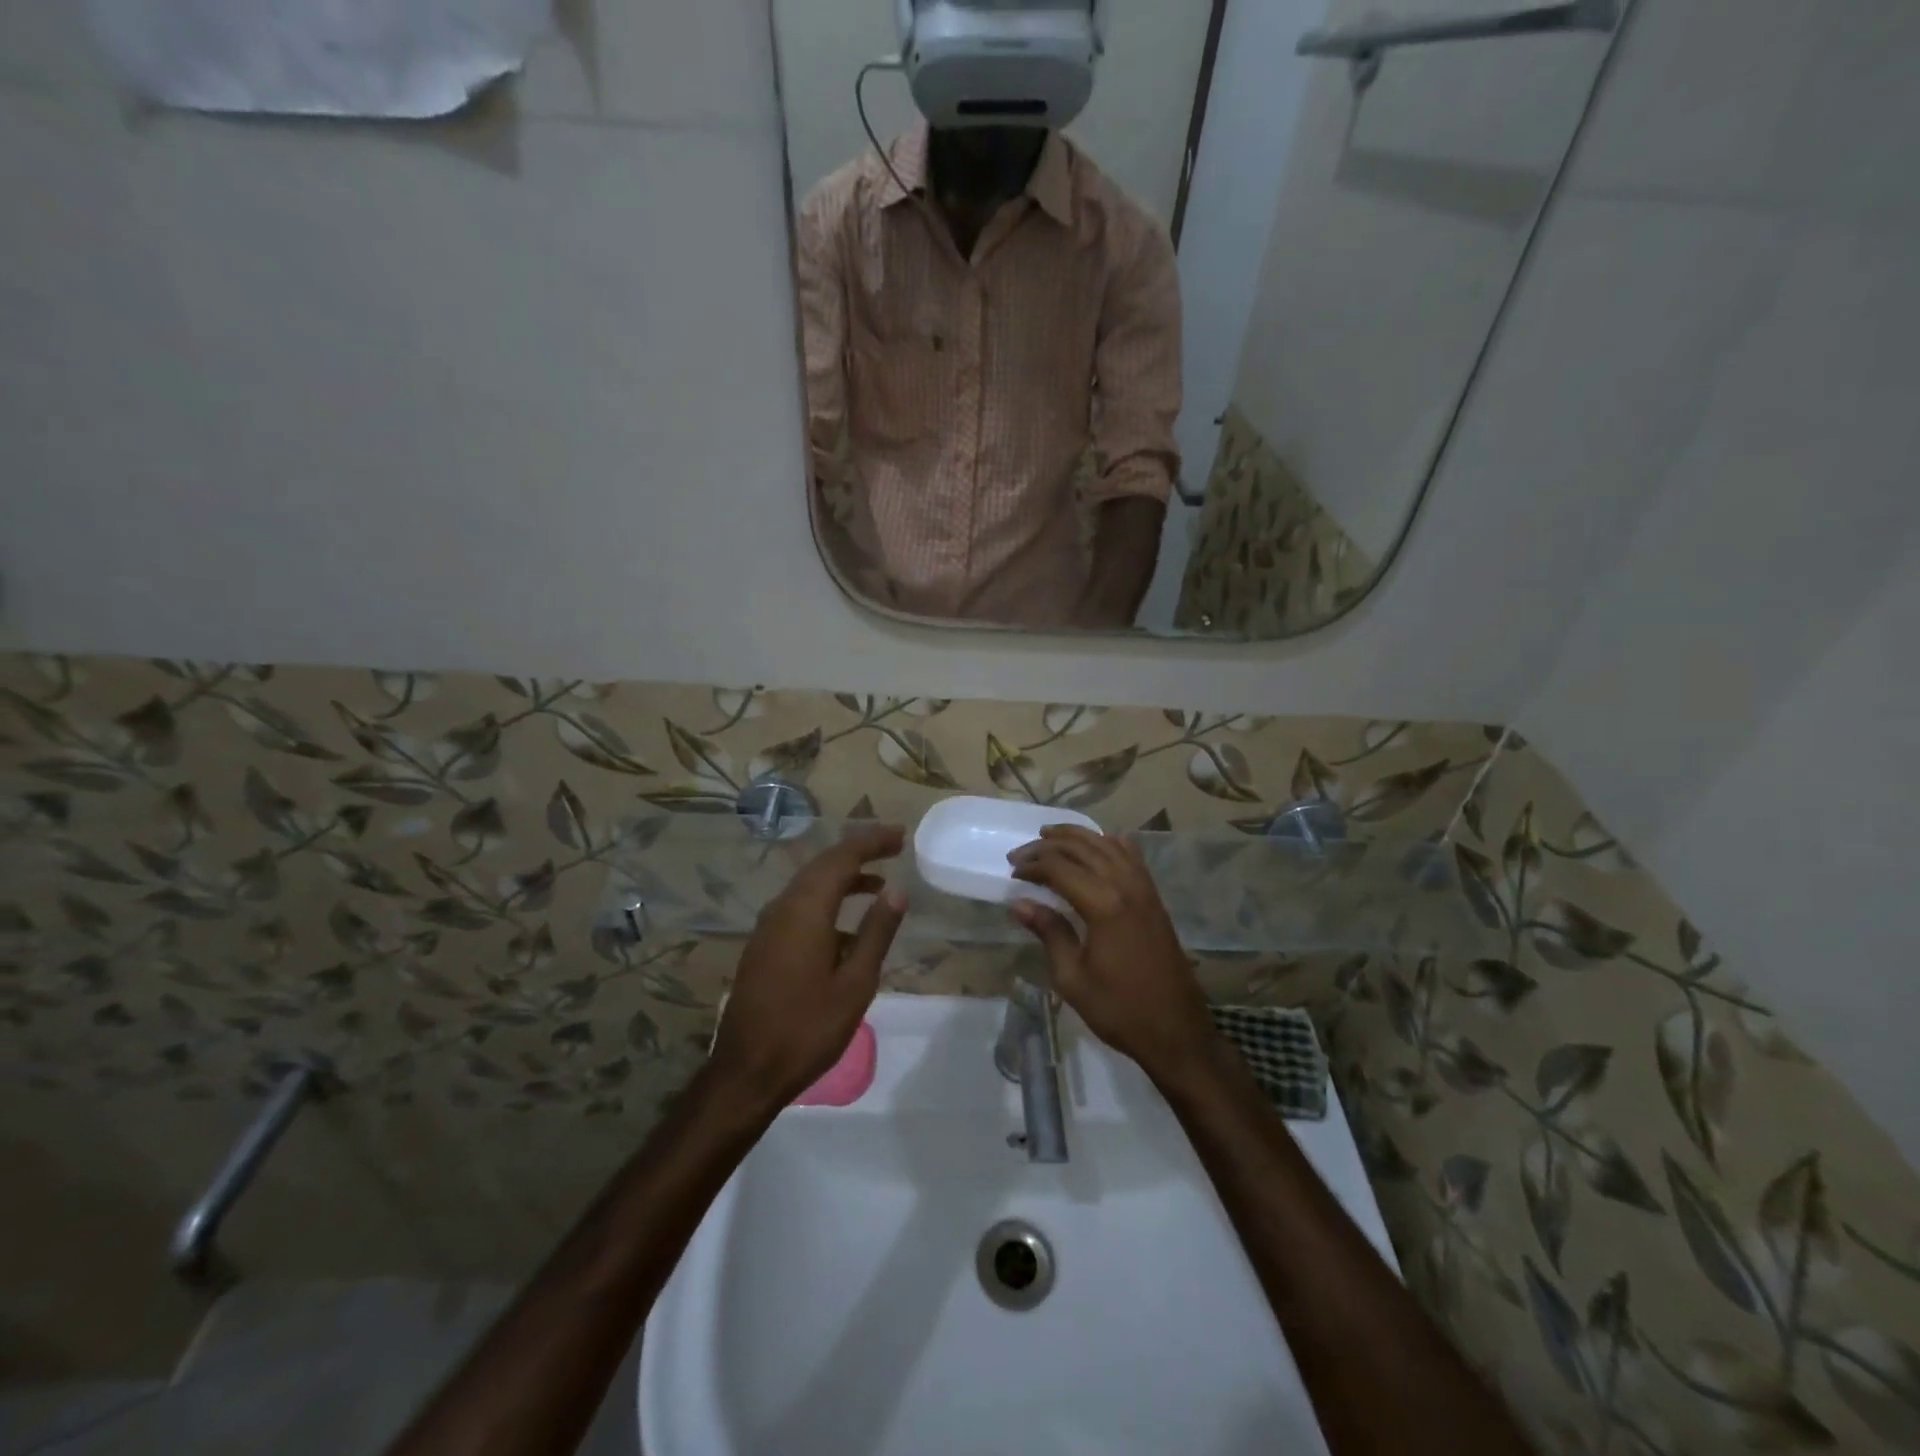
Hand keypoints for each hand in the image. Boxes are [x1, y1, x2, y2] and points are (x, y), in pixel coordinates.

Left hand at [710, 825, 907, 1111]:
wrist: (746, 1071)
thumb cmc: (808, 1029)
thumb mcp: (855, 983)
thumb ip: (877, 932)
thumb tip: (897, 889)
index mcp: (806, 910)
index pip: (842, 858)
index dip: (871, 842)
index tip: (900, 835)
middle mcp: (783, 908)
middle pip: (823, 865)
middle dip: (859, 852)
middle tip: (893, 847)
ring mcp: (769, 926)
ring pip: (809, 885)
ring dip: (843, 876)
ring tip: (879, 883)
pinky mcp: (764, 944)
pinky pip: (800, 906)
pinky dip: (828, 899)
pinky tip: (848, 924)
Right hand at [1007, 825, 1218, 1085]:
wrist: (1176, 1030)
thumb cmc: (1119, 1009)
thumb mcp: (1072, 978)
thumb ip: (1049, 932)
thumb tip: (1019, 903)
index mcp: (1103, 905)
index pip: (1060, 868)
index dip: (1033, 865)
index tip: (1012, 872)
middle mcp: (1126, 887)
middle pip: (1082, 849)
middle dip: (1049, 846)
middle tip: (1022, 854)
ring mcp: (1145, 890)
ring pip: (1108, 845)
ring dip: (1078, 836)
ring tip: (1051, 836)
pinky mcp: (1155, 898)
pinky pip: (1131, 857)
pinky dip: (1109, 844)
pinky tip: (1097, 845)